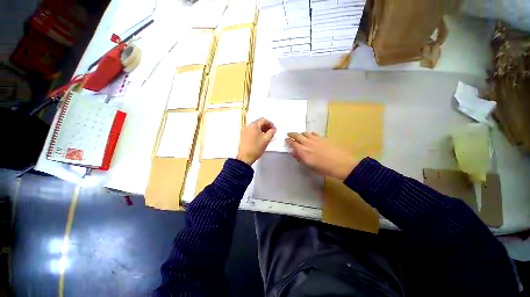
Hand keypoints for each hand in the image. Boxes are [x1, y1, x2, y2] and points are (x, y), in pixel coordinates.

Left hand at [236, 118, 275, 164]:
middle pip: (258, 122)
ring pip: (255, 127)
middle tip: (271, 131)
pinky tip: (260, 138)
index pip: (263, 120)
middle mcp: (248, 126)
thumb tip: (273, 129)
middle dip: (266, 126)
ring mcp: (244, 131)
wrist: (245, 157)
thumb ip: (271, 132)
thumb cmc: (255, 148)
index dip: (270, 123)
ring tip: (267, 135)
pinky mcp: (243, 136)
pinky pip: (251, 131)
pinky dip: (257, 132)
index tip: (274, 129)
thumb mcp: (266, 140)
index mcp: (254, 125)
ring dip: (261, 129)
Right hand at [286, 132, 357, 179]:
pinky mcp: (322, 137)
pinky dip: (309, 134)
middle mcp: (307, 143)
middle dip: (291, 134)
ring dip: (300, 134)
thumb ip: (300, 158)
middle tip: (289, 134)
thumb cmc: (324, 168)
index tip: (286, 140)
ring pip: (304, 133)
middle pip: (297, 135)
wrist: (341, 163)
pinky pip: (313, 133)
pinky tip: (310, 136)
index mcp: (303, 151)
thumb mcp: (310, 166)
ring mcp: (315, 139)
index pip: (292, 143)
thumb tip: (294, 153)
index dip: (288, 141)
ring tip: (299, 136)